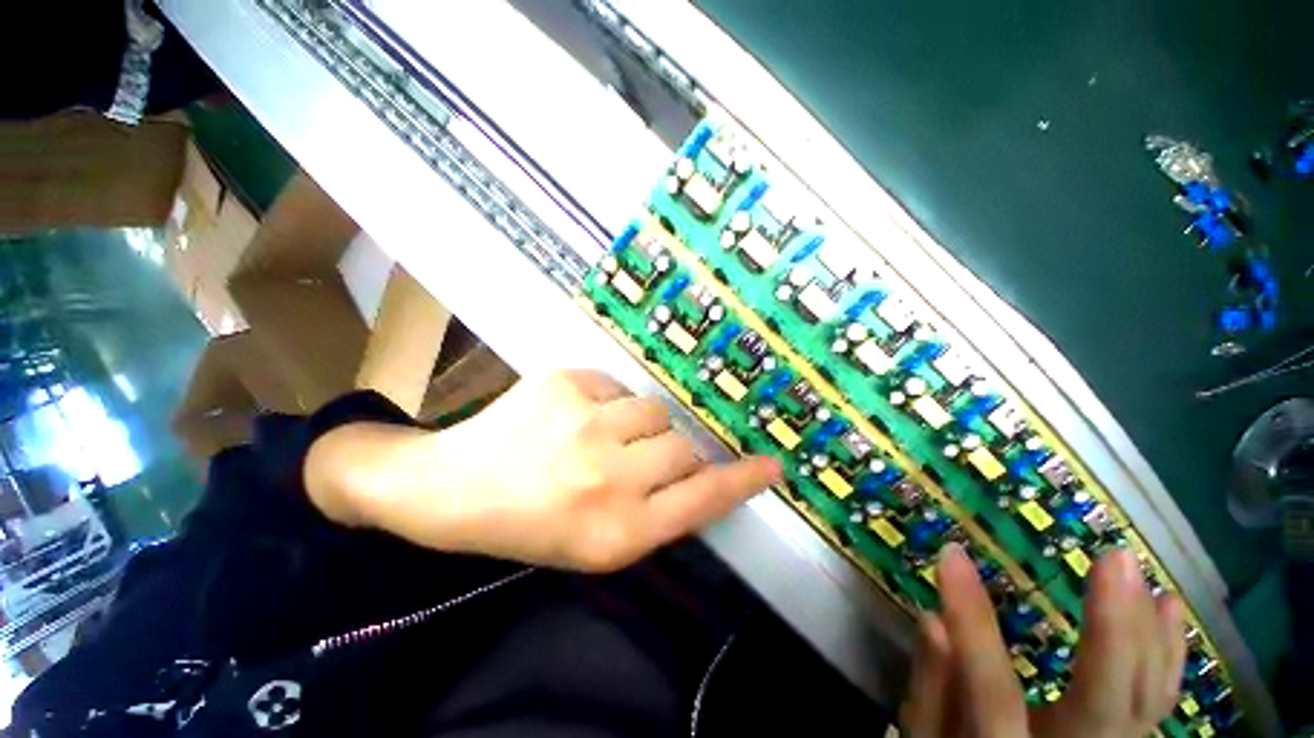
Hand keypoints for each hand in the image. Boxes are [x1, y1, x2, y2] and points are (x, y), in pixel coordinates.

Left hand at [312, 370, 781, 571]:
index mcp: (615, 532)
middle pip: (682, 446)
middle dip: (670, 452)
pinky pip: (617, 386)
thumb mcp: (597, 545)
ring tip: (601, 437)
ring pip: (654, 410)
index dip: (741, 480)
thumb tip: (699, 472)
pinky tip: (574, 419)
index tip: (771, 465)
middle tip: (637, 460)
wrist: (452, 488)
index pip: (701, 499)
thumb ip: (657, 512)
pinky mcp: (566, 382)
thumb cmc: (530, 526)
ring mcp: (585, 422)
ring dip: (640, 425)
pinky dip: (607, 403)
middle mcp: (607, 476)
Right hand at [900, 544, 1186, 737]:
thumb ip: (931, 689)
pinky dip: (1167, 653)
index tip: (952, 555)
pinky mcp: (1128, 737)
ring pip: (1145, 699)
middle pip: (1102, 704)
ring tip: (1139, 571)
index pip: (991, 689)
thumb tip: (932, 619)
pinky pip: (1158, 699)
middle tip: (1115, 561)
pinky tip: (1168, 607)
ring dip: (1148, 633)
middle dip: (1114, 631)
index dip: (972, 620)